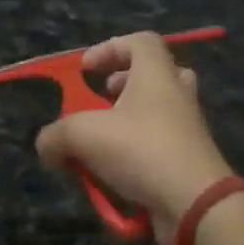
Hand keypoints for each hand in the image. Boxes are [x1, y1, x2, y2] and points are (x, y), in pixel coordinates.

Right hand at [34, 32, 234, 244]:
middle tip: (102, 100)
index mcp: (157, 75)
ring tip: (101, 141)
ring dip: (127, 122)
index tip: (86, 70)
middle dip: (122, 85)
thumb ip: (55, 136)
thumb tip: (48, 147)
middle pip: (154, 74)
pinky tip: (114, 174)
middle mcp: (177, 94)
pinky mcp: (190, 159)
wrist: (195, 203)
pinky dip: (136, 153)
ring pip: (157, 112)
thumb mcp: (82, 137)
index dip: (110, 48)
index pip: (140, 41)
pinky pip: (160, 145)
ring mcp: (188, 128)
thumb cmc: (141, 151)